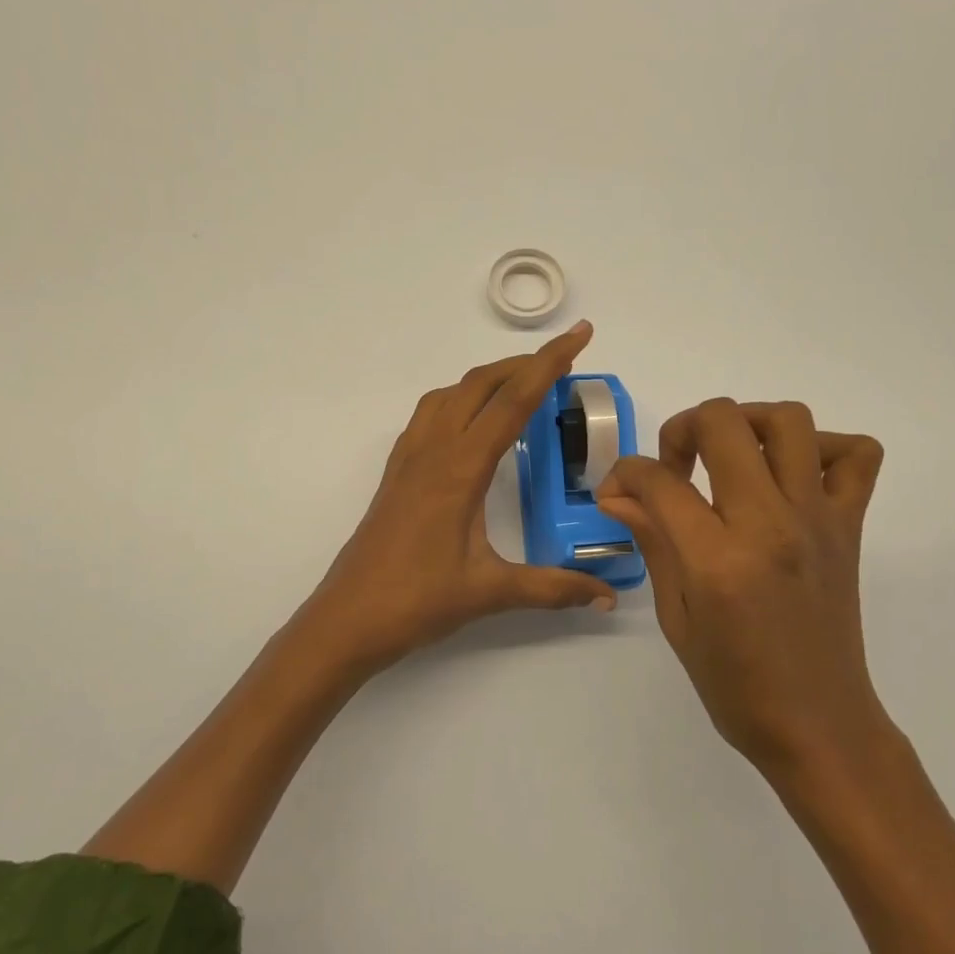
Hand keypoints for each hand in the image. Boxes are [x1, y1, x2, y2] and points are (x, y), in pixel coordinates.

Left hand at [297, 321, 617, 674]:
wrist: (347, 619)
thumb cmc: (417, 601)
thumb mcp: (491, 593)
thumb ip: (552, 588)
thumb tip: (607, 597)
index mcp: (460, 469)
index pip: (513, 401)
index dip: (549, 363)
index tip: (580, 335)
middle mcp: (432, 451)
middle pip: (480, 384)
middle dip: (524, 363)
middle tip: (563, 360)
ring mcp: (409, 459)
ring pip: (450, 394)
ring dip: (488, 378)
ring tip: (521, 384)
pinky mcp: (396, 473)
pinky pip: (429, 415)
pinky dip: (459, 399)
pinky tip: (471, 422)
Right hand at [596, 399, 885, 772]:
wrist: (817, 724)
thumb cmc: (734, 684)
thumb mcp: (677, 618)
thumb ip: (653, 542)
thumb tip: (619, 495)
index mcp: (717, 559)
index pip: (659, 480)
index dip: (625, 475)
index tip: (618, 493)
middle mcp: (770, 524)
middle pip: (722, 422)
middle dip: (682, 429)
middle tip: (675, 466)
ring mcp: (817, 519)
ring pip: (788, 420)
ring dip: (747, 422)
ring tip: (729, 456)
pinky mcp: (850, 526)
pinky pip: (857, 456)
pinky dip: (825, 448)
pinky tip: (792, 476)